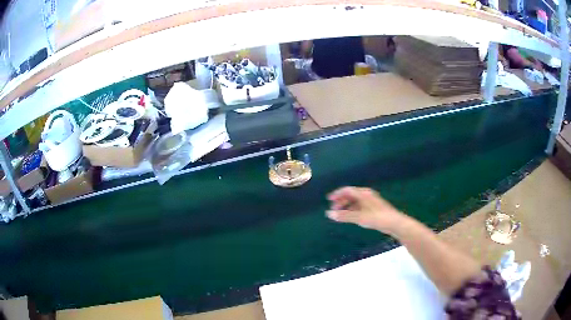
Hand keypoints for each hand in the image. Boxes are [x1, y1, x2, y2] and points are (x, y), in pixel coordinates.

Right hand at [326, 187, 407, 233]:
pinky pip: (360, 206)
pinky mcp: (374, 208)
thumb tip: (328, 214)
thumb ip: (344, 216)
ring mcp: (371, 201)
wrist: (394, 223)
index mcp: (363, 193)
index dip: (337, 194)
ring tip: (340, 215)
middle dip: (341, 201)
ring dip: (347, 206)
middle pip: (351, 195)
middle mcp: (367, 195)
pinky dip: (353, 210)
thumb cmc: (377, 217)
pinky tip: (350, 217)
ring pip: (355, 201)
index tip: (328, 199)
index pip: (347, 190)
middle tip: (333, 209)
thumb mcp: (359, 217)